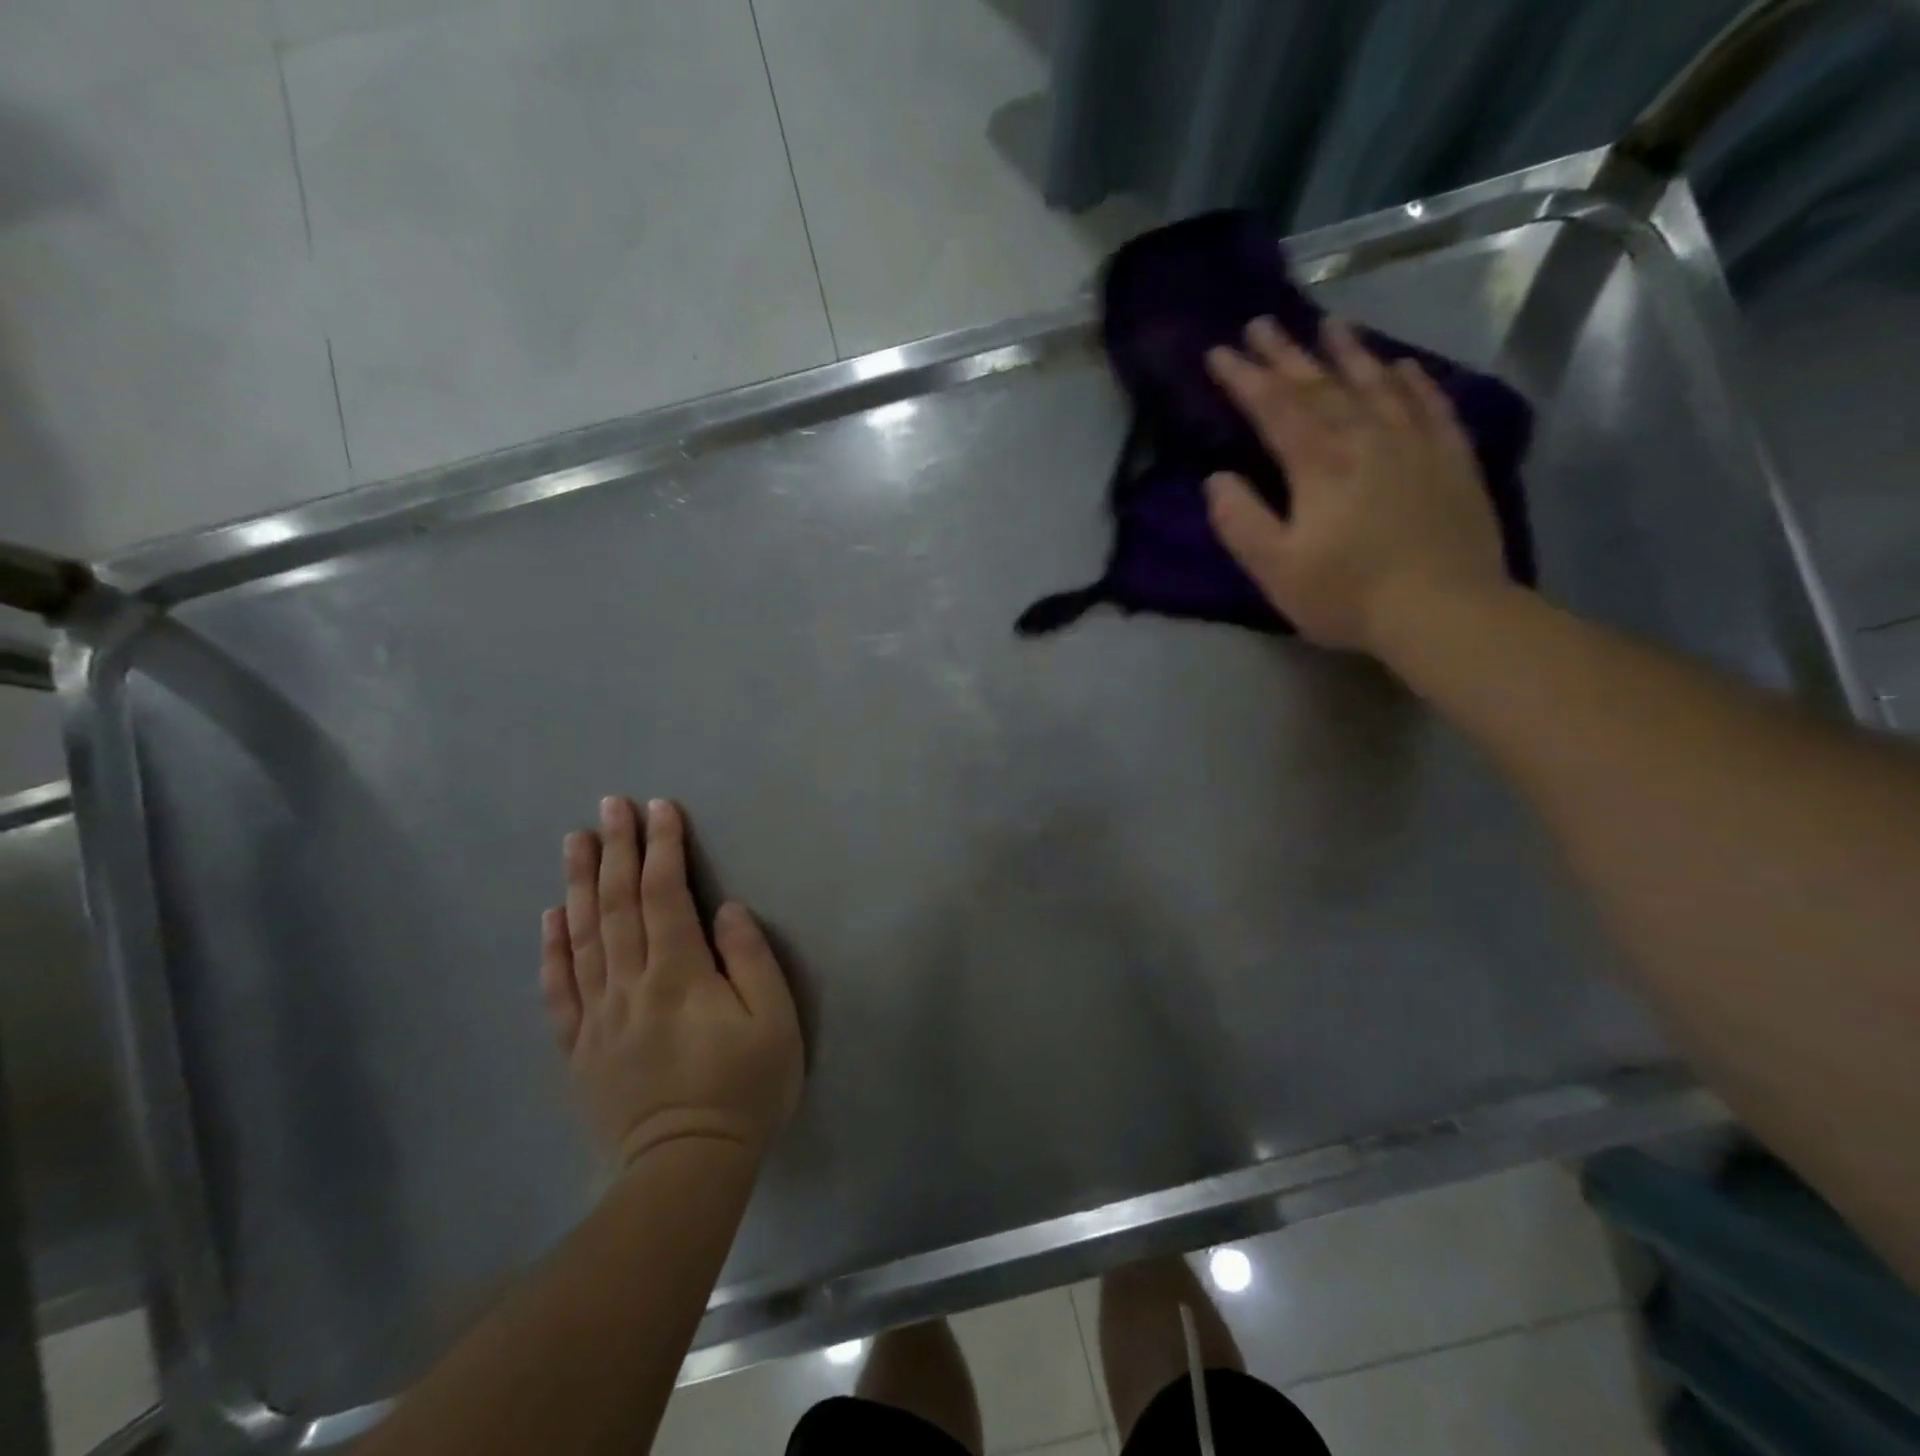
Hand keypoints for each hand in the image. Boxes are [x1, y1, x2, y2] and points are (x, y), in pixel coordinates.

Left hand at [539, 797, 803, 1168]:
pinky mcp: (580, 1047)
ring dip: (578, 884)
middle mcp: (630, 984)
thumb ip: (751, 960)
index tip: (659, 807)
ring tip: (574, 841)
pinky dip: (552, 949)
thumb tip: (725, 910)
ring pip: (582, 937)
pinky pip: (560, 989)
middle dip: (615, 849)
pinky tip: (549, 918)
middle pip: (616, 905)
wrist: (686, 1170)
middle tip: (609, 805)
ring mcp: (598, 1016)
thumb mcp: (774, 1022)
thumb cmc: (744, 1090)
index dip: (662, 847)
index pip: (665, 895)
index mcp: (679, 974)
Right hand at [1203, 316, 1508, 657]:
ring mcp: (1415, 443)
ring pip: (1376, 383)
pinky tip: (1403, 367)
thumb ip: (1241, 521)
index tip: (1219, 351)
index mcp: (1319, 463)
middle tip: (1262, 322)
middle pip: (1321, 384)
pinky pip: (1431, 405)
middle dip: (1286, 353)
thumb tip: (1216, 478)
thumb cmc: (1348, 594)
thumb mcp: (1275, 569)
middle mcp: (1366, 437)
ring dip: (1348, 352)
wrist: (1445, 610)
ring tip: (1329, 324)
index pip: (1274, 407)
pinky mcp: (1452, 459)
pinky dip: (1412, 382)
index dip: (1243, 378)